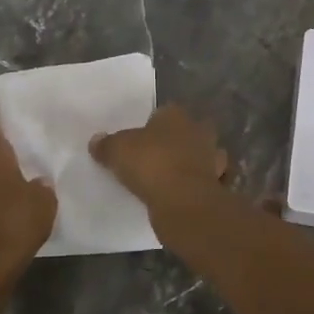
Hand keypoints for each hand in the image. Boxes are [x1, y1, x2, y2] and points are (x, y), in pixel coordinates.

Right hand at [90, 105, 229, 224]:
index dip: (154, 124)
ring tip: (172, 178)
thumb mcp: (117, 150)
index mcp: (176, 115)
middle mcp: (199, 132)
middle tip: (158, 157)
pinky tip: (184, 196)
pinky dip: (199, 187)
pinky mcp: (217, 186)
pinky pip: (207, 183)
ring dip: (194, 164)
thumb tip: (96, 140)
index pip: (165, 112)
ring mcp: (212, 160)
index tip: (142, 139)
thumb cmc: (151, 164)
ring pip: (205, 157)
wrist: (184, 202)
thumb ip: (106, 144)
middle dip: (180, 142)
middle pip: (190, 132)